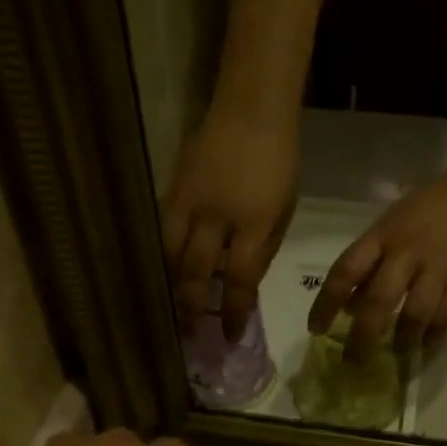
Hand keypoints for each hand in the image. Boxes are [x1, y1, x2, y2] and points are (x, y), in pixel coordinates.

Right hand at [162, 110, 299, 340]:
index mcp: (252, 223)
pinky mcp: (171, 189)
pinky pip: (161, 232)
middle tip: (190, 334)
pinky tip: (165, 273)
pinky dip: (163, 257)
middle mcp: (214, 217)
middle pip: (194, 272)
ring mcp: (187, 202)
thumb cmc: (279, 160)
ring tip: (172, 308)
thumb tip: (242, 283)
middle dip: (191, 308)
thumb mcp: (284, 210)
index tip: (230, 336)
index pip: (238, 280)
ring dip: (171, 286)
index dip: (232, 312)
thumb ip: (263, 249)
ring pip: (168, 254)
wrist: (250, 109)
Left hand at [307, 166, 446, 360]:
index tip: (316, 330)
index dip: (326, 304)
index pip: (345, 272)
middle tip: (354, 361)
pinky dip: (432, 337)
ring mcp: (438, 267)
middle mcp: (406, 252)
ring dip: (401, 342)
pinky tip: (425, 347)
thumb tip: (348, 304)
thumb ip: (372, 260)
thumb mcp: (395, 222)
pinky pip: (445, 318)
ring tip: (396, 356)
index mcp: (382, 235)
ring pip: (413, 315)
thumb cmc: (435, 206)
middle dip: (362, 337)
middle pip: (377, 301)